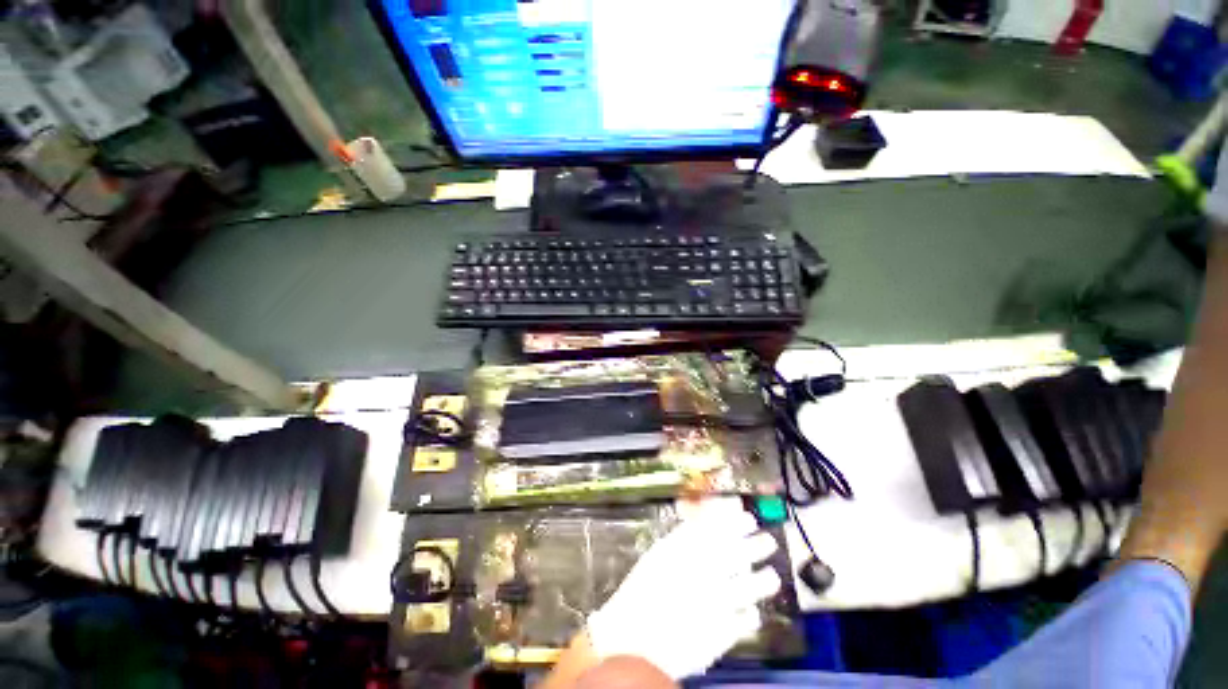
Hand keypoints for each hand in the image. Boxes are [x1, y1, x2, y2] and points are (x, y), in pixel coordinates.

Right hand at [585, 498, 781, 679]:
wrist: (633, 640)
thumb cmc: (641, 592)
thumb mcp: (659, 555)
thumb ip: (683, 538)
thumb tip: (705, 523)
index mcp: (685, 549)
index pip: (717, 526)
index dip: (735, 520)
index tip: (747, 516)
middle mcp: (704, 570)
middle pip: (739, 551)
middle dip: (757, 544)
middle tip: (768, 541)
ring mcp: (716, 602)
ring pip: (751, 585)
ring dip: (763, 579)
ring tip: (771, 576)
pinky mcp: (722, 632)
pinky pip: (746, 619)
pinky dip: (751, 614)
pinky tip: (752, 612)